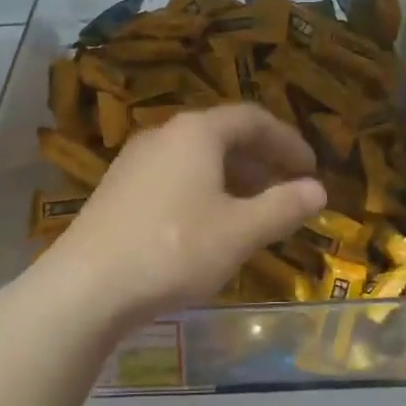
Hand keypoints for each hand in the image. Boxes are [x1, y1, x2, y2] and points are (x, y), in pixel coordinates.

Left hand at [42, 104, 326, 330]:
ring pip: (197, 158)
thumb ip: (283, 207)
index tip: (311, 168)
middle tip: (288, 189)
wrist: (86, 286)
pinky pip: (174, 176)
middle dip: (262, 160)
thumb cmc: (174, 249)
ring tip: (255, 210)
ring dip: (233, 177)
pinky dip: (204, 190)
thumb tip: (318, 190)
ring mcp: (135, 161)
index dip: (288, 141)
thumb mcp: (239, 232)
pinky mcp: (118, 189)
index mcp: (197, 132)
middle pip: (224, 135)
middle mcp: (164, 135)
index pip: (253, 119)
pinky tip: (209, 225)